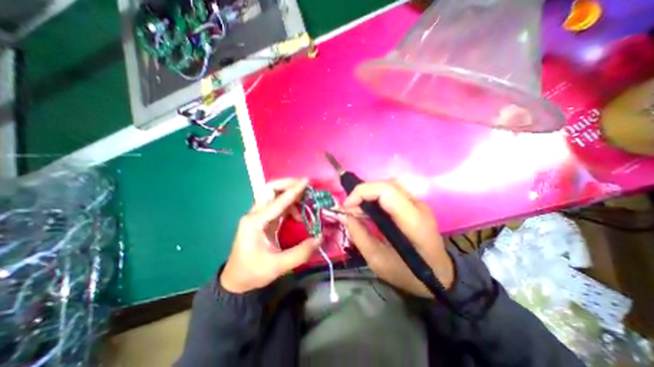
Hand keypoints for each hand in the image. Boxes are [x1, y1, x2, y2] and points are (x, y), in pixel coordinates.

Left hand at [220, 176, 321, 292]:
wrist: (236, 281)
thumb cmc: (253, 273)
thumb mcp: (277, 266)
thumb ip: (300, 253)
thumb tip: (319, 238)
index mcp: (255, 222)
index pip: (277, 202)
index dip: (293, 191)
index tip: (306, 181)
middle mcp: (255, 214)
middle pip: (269, 189)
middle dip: (287, 184)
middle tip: (304, 186)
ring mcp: (258, 216)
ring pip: (273, 195)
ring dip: (289, 193)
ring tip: (305, 200)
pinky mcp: (263, 220)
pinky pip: (277, 205)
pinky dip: (289, 204)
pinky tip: (298, 213)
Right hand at [339, 180, 453, 298]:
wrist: (439, 276)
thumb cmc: (408, 274)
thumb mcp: (378, 261)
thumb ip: (359, 235)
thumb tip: (344, 215)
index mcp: (413, 222)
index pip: (387, 191)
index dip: (363, 192)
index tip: (347, 206)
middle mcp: (418, 207)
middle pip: (388, 185)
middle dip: (363, 192)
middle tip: (349, 208)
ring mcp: (418, 204)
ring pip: (389, 186)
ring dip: (369, 193)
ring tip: (357, 209)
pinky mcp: (414, 205)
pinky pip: (392, 192)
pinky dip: (375, 197)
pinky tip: (368, 210)